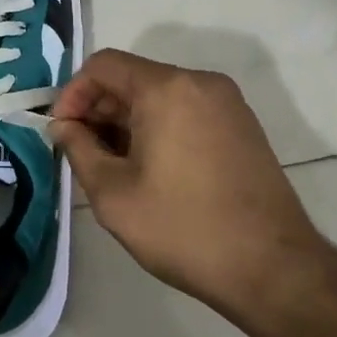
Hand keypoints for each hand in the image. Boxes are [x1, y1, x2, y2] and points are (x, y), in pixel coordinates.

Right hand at [49, 50, 328, 319]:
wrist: (274, 270)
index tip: (62, 132)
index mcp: (167, 89)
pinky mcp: (242, 126)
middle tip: (83, 153)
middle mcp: (200, 82)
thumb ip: (79, 149)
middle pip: (132, 78)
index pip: (103, 65)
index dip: (73, 94)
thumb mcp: (113, 194)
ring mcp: (227, 103)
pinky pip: (186, 110)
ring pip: (159, 96)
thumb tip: (64, 126)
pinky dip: (159, 127)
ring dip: (127, 121)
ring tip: (114, 166)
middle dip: (99, 109)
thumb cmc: (184, 229)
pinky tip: (152, 169)